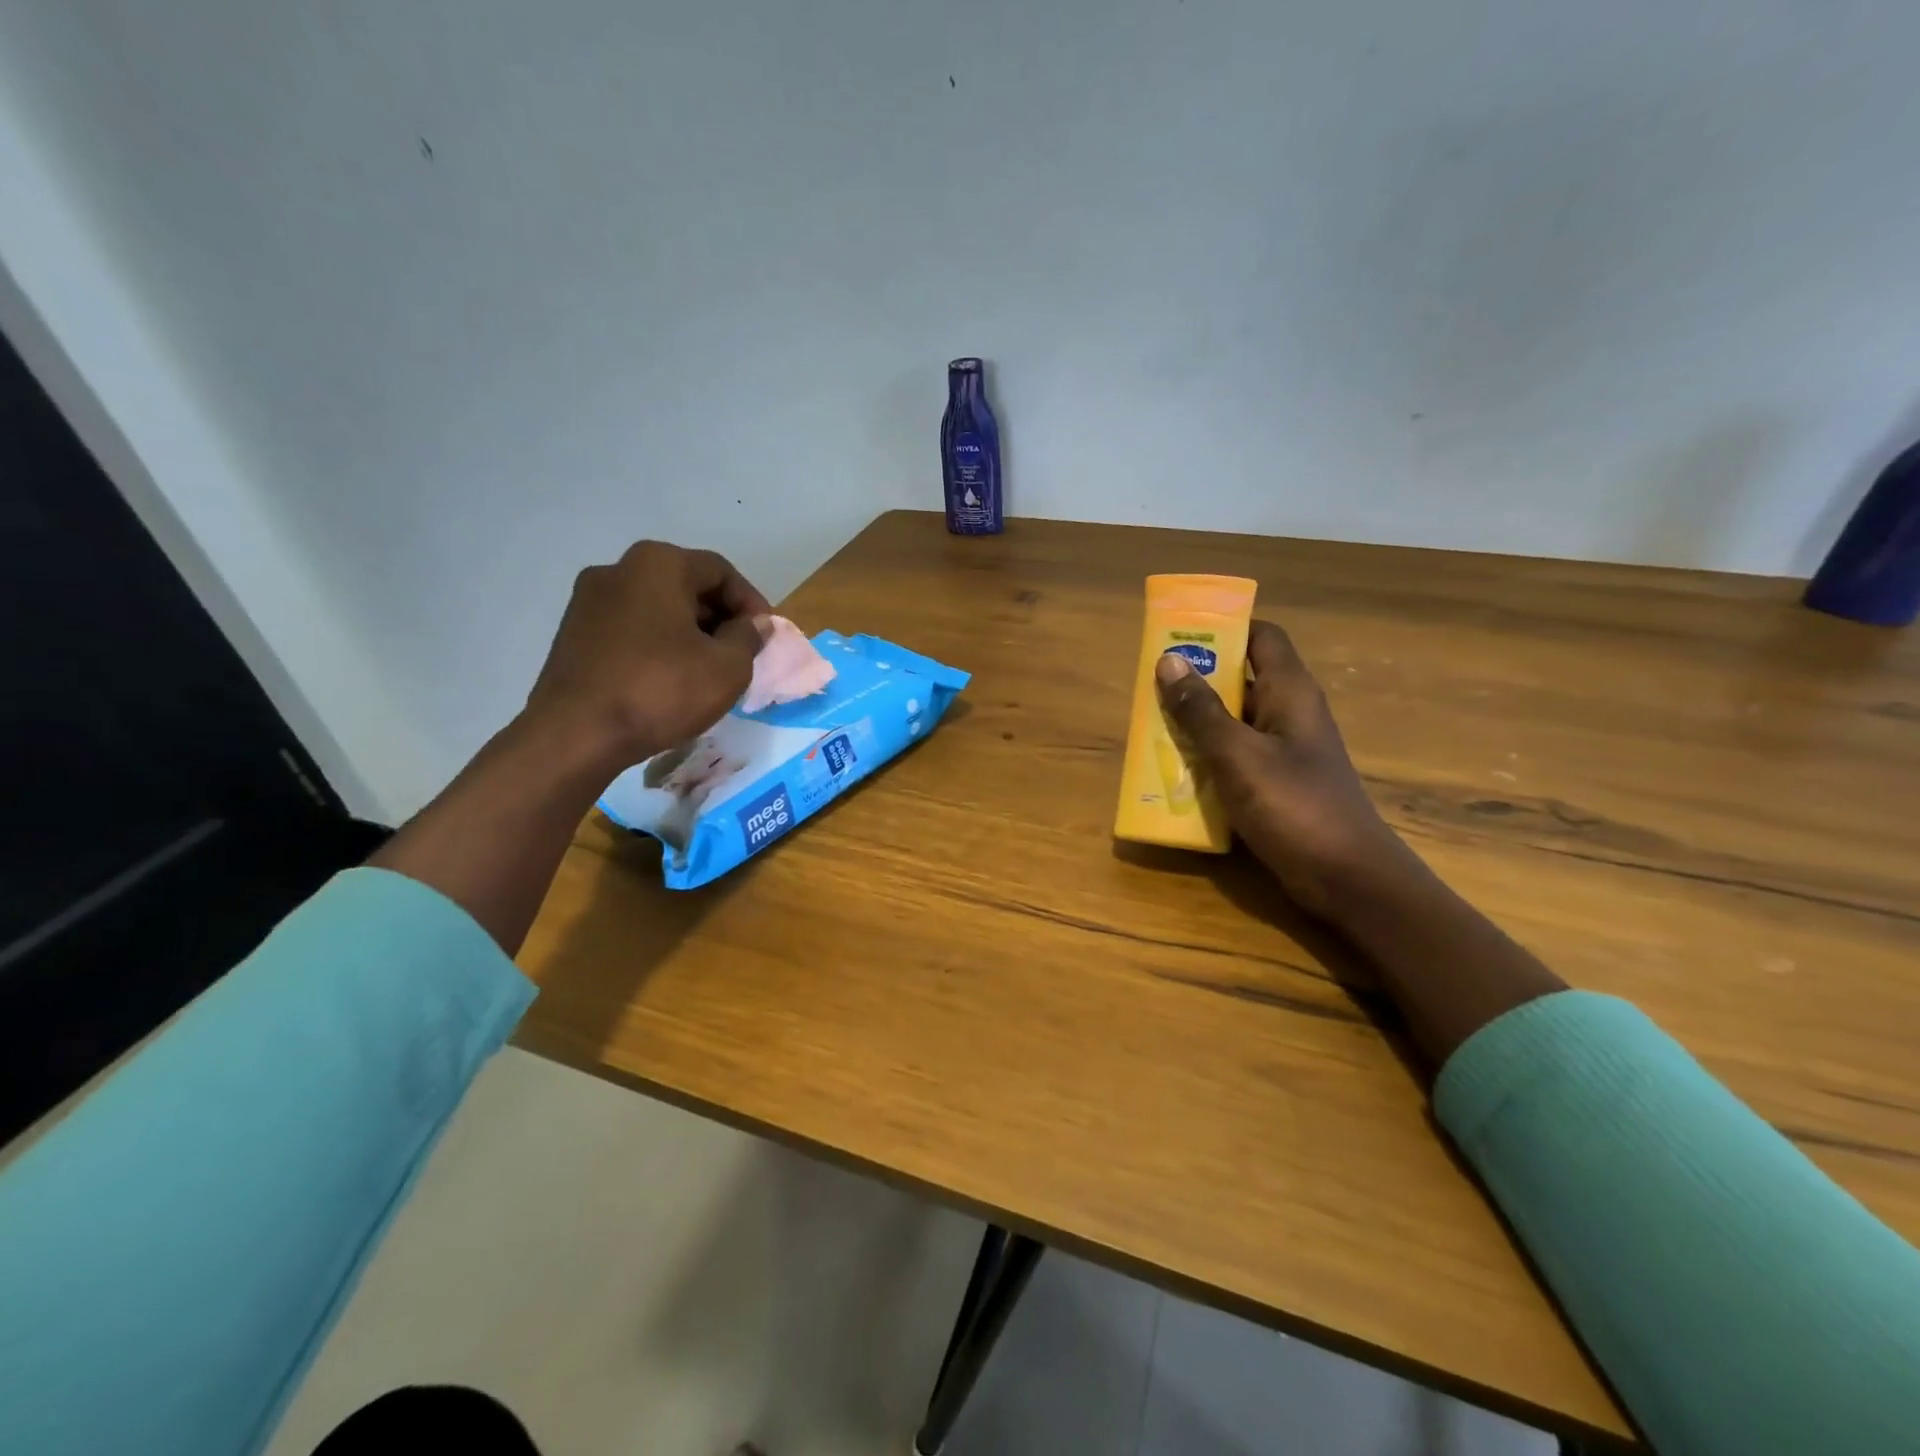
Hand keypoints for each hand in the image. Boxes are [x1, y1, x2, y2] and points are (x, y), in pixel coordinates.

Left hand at [522, 541, 771, 770]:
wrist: (576, 734)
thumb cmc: (661, 690)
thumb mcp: (727, 667)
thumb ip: (748, 637)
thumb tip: (755, 624)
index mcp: (658, 564)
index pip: (720, 571)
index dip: (751, 603)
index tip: (765, 637)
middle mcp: (618, 569)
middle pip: (685, 585)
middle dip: (719, 617)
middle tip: (740, 654)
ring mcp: (588, 601)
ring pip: (657, 608)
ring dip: (689, 632)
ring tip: (707, 670)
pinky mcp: (573, 634)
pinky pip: (631, 629)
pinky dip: (658, 645)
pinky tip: (669, 679)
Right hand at [1154, 620, 1410, 916]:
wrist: (1347, 878)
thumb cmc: (1295, 806)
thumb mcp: (1238, 755)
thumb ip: (1201, 711)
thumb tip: (1168, 661)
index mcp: (1289, 692)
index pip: (1261, 636)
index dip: (1224, 628)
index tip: (1179, 635)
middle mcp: (1289, 713)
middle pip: (1241, 677)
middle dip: (1197, 679)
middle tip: (1151, 686)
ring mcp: (1284, 750)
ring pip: (1234, 719)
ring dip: (1196, 721)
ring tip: (1151, 726)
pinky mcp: (1277, 783)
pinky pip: (1236, 755)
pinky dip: (1207, 756)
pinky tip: (1176, 771)